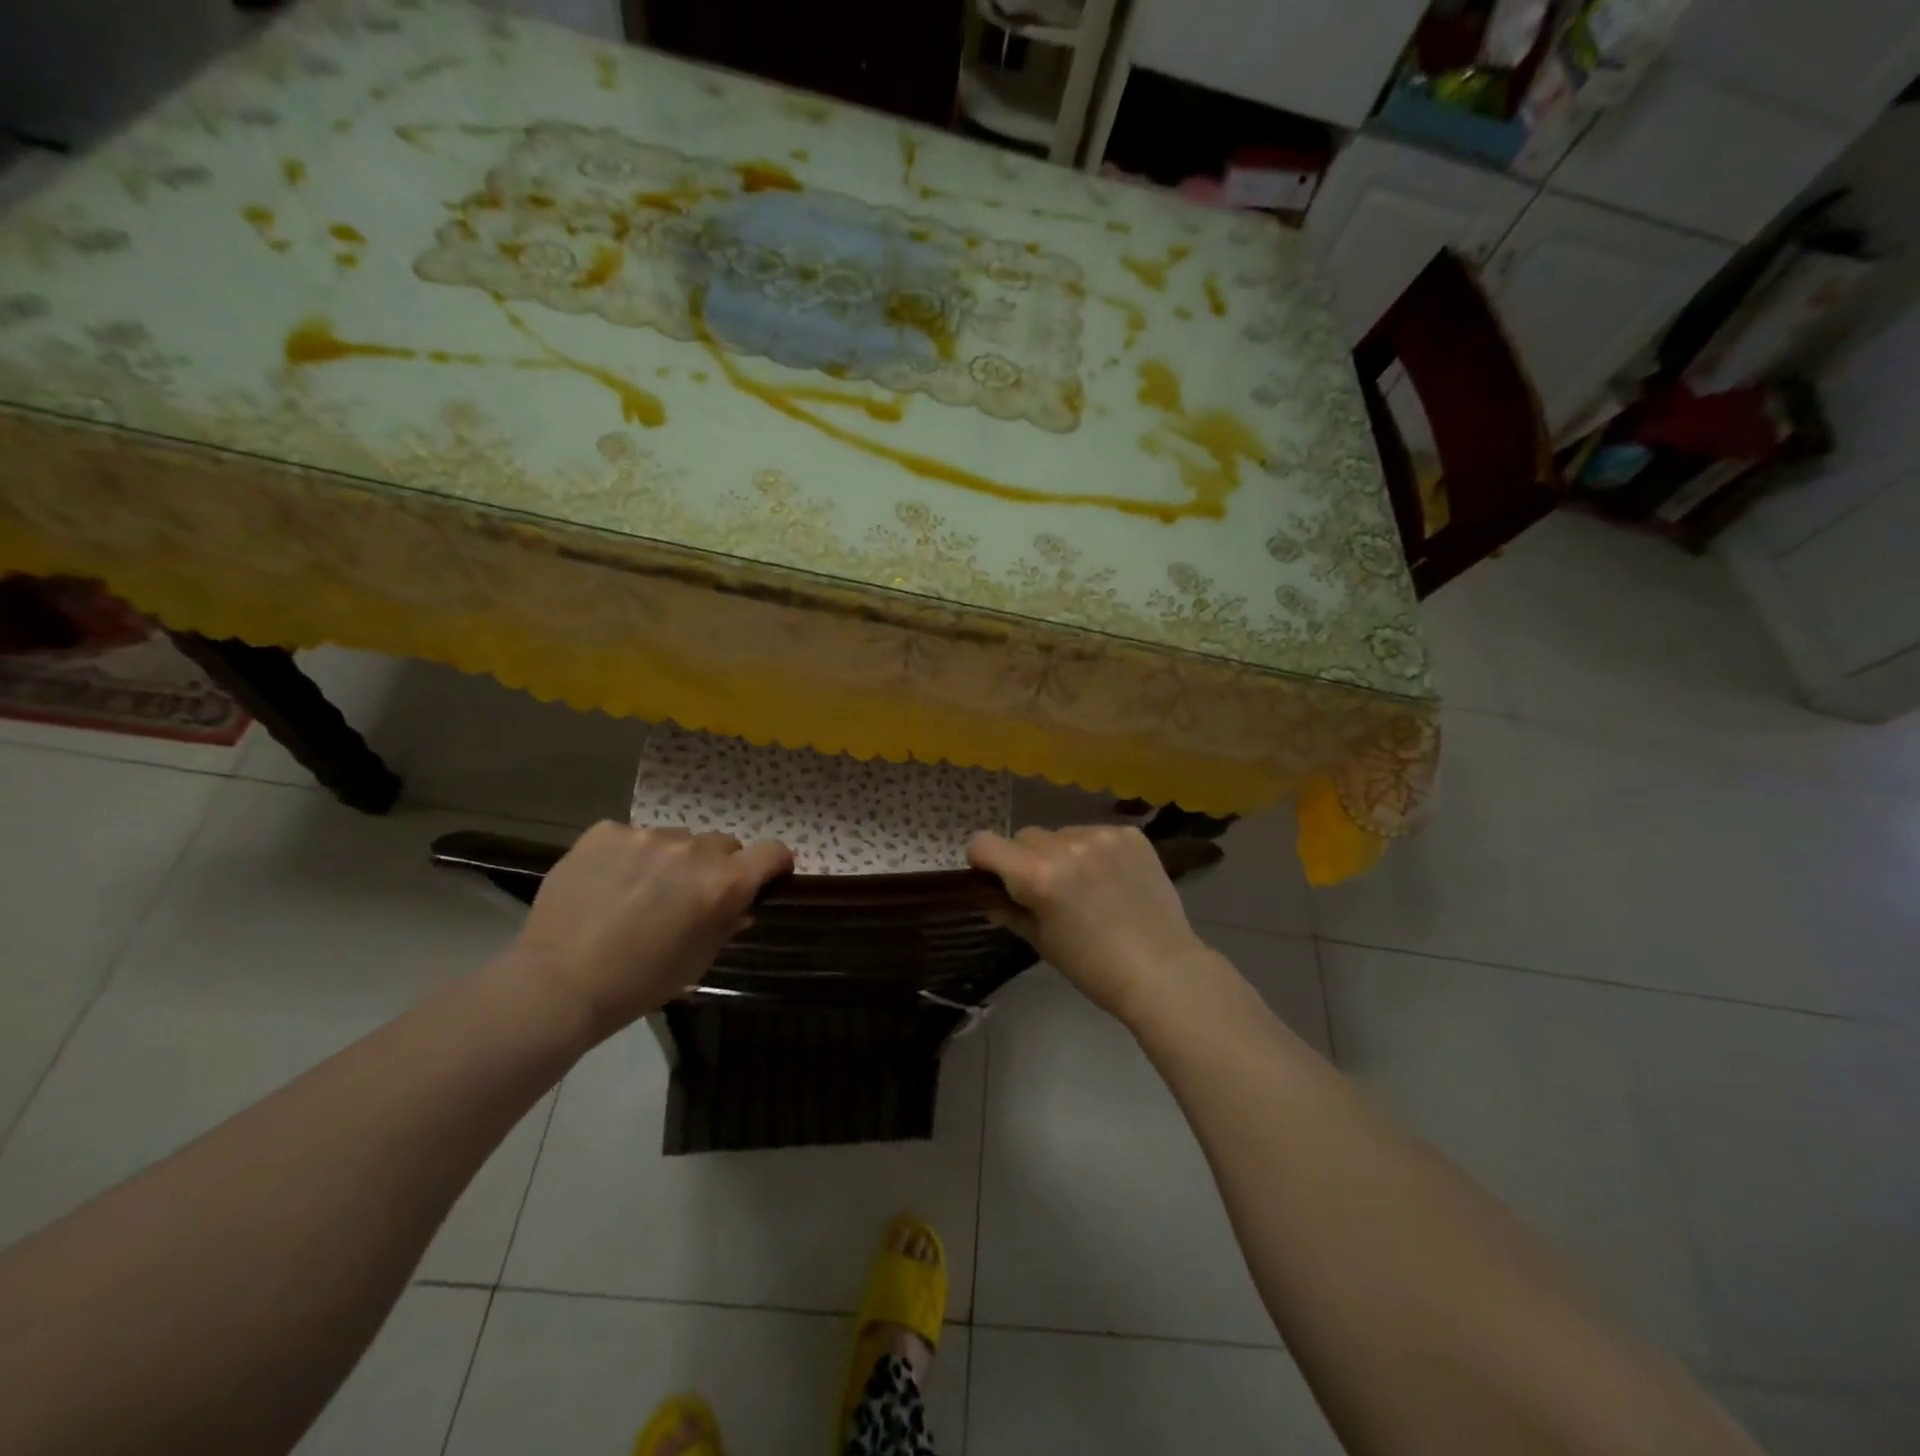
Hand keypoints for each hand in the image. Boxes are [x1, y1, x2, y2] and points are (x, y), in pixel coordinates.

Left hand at [505, 822, 791, 1036]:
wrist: (558, 983)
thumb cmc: (640, 983)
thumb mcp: (699, 960)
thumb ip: (727, 923)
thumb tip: (740, 905)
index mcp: (723, 883)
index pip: (773, 851)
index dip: (774, 864)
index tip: (764, 879)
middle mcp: (692, 850)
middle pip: (722, 844)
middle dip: (715, 866)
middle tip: (688, 896)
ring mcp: (646, 836)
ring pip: (676, 839)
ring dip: (671, 860)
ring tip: (639, 891)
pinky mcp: (605, 832)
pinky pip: (631, 836)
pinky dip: (629, 855)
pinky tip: (607, 883)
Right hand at [967, 825, 1208, 1026]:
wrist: (1163, 971)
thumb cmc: (1094, 967)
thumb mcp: (1042, 942)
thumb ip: (1011, 912)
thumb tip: (992, 900)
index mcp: (1036, 875)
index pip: (984, 843)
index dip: (982, 861)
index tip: (995, 878)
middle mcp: (1065, 846)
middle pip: (1025, 837)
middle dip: (1027, 860)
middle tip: (1048, 890)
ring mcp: (1101, 836)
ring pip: (1062, 833)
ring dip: (1063, 853)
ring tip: (1088, 886)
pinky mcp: (1131, 835)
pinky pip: (1097, 834)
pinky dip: (1096, 852)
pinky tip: (1114, 879)